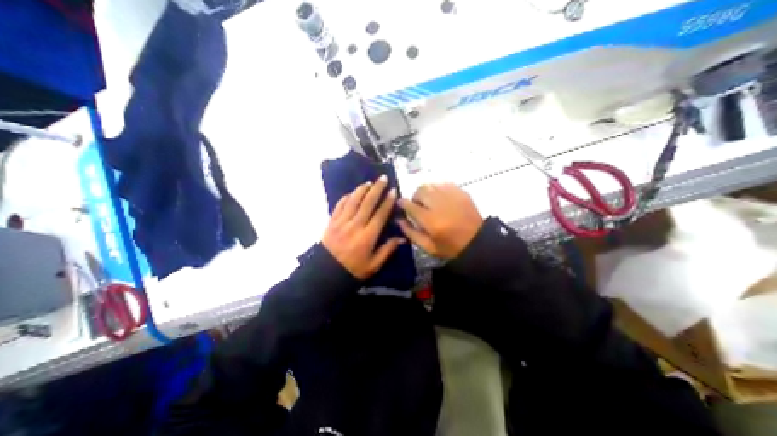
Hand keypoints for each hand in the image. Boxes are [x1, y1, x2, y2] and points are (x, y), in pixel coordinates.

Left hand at [323, 175, 406, 278]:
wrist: (327, 273)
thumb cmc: (353, 270)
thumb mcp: (374, 265)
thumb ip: (388, 250)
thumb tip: (402, 238)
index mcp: (367, 237)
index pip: (380, 215)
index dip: (387, 202)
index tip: (393, 191)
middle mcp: (355, 226)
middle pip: (367, 203)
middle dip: (376, 189)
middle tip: (383, 178)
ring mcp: (341, 222)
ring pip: (352, 201)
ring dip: (361, 190)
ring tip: (369, 183)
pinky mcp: (331, 222)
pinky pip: (339, 206)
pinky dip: (346, 198)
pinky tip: (351, 193)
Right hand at [396, 182, 482, 257]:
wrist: (477, 242)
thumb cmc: (450, 247)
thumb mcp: (428, 247)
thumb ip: (411, 233)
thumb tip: (399, 220)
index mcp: (431, 221)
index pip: (411, 206)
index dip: (403, 203)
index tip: (401, 203)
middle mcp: (439, 205)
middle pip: (420, 190)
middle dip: (415, 196)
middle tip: (417, 204)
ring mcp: (451, 196)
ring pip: (431, 185)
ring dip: (425, 191)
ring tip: (428, 200)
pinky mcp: (461, 192)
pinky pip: (443, 183)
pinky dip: (437, 188)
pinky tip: (440, 197)